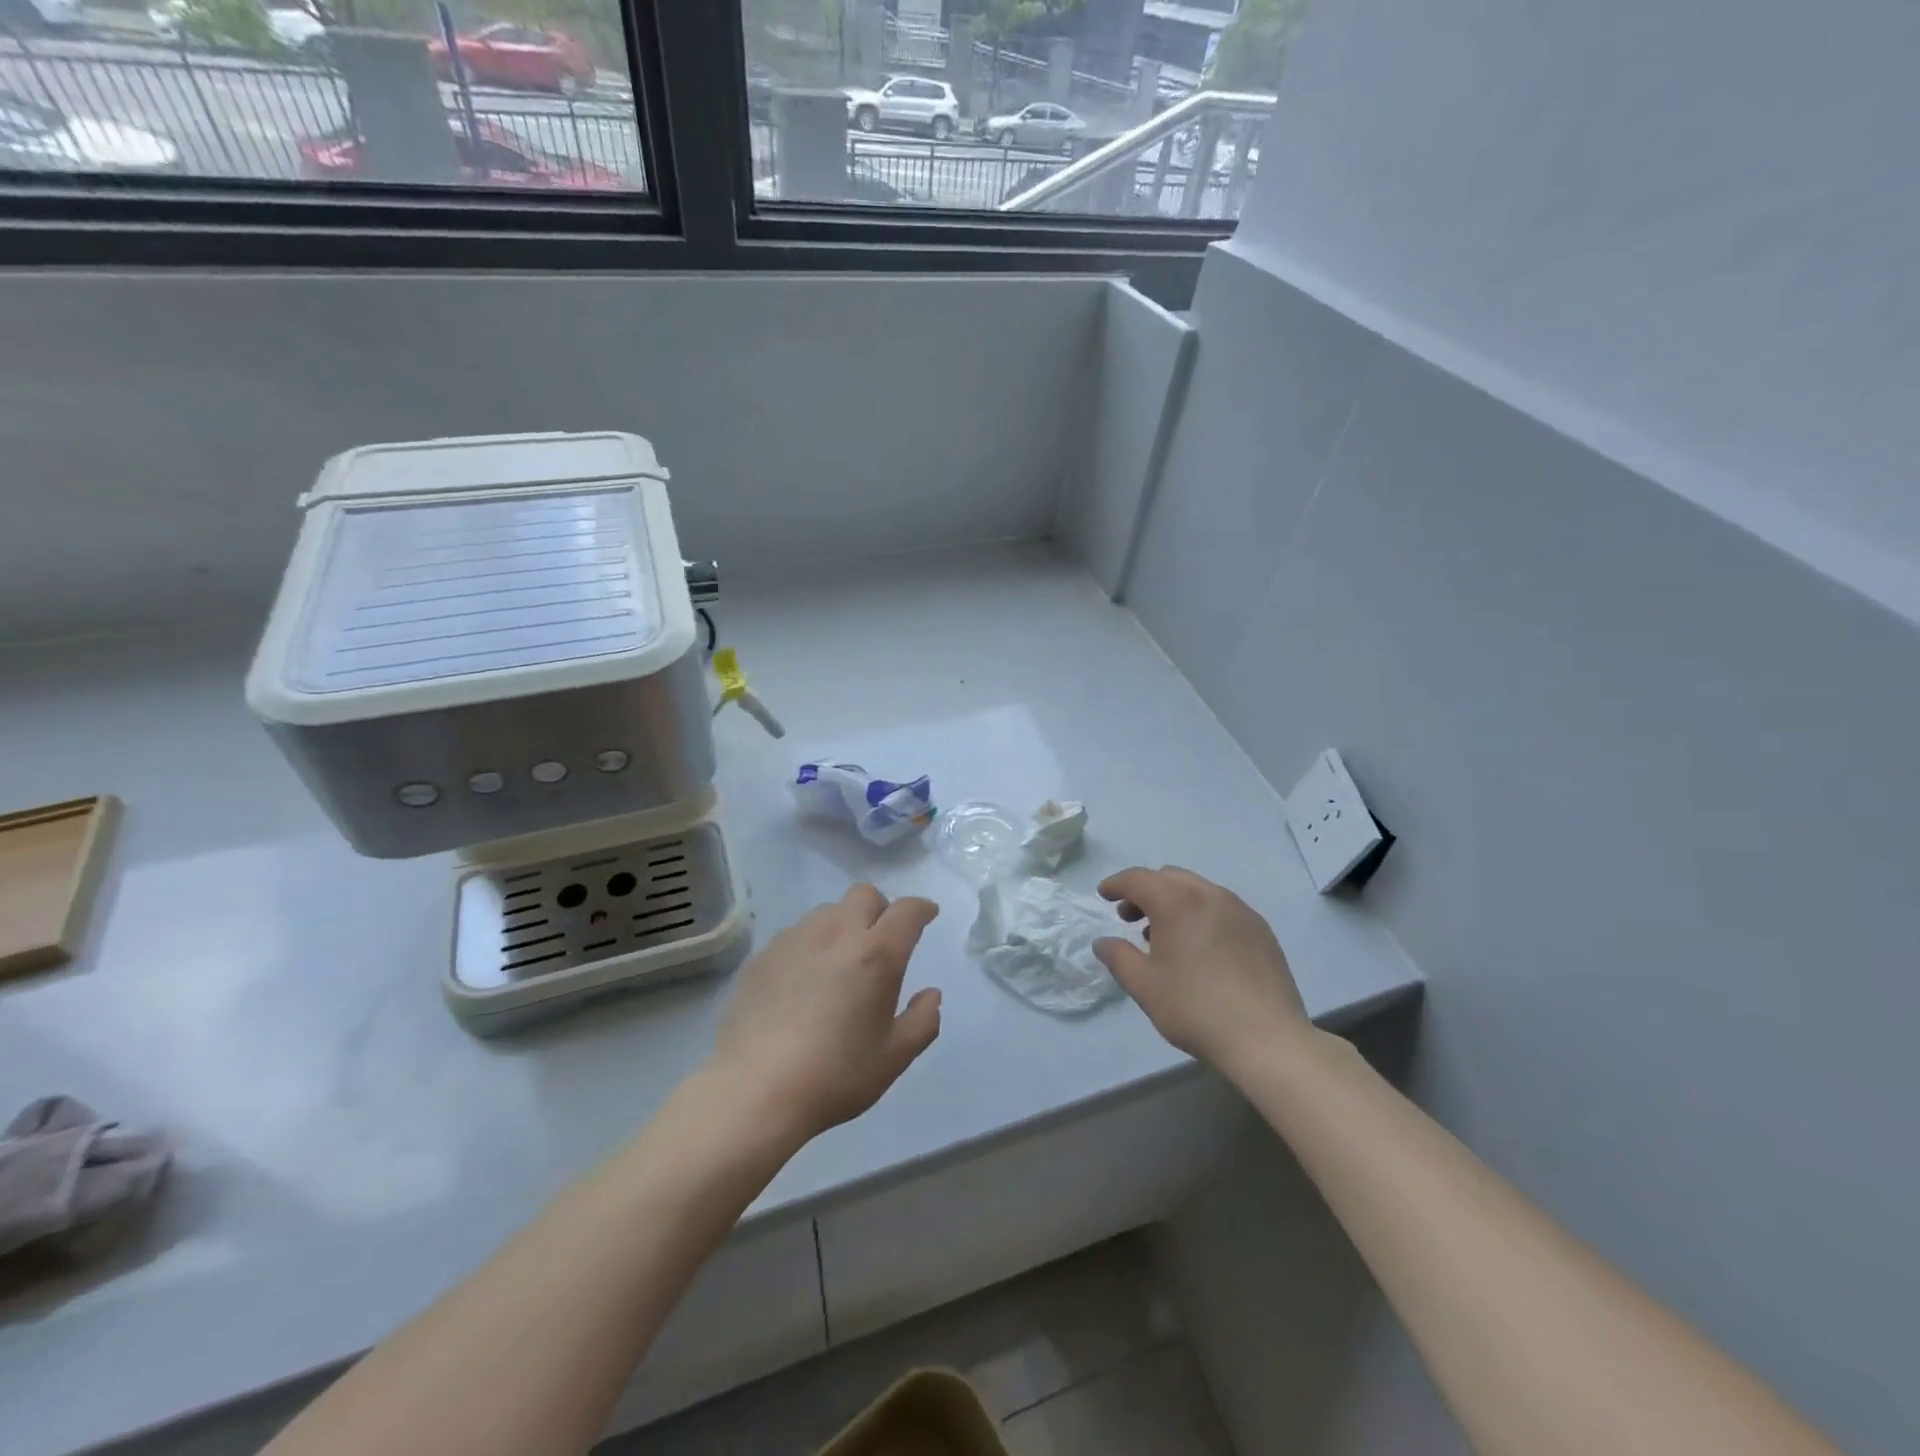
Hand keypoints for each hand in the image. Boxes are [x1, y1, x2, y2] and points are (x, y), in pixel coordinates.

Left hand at [712, 884, 942, 1141]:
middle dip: (880, 909)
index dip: (921, 908)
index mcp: (876, 955)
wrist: (755, 1091)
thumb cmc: (835, 1076)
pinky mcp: (763, 955)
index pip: (906, 911)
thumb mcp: (894, 1057)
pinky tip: (803, 980)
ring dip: (843, 924)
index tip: (927, 915)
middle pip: (864, 895)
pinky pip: (796, 933)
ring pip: (827, 911)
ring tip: (840, 961)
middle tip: (882, 940)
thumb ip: (922, 1020)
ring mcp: (795, 940)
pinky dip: (810, 944)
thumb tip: (931, 995)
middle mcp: (836, 934)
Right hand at [1093, 866, 1309, 1073]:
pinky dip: (1200, 914)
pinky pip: (1221, 908)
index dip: (1116, 884)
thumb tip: (1103, 942)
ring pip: (1197, 890)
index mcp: (1177, 902)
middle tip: (1130, 918)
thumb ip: (1118, 957)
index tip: (1104, 894)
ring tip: (1165, 936)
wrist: (1267, 1039)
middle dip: (1145, 891)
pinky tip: (1200, 948)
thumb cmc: (1195, 1008)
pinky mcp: (1261, 929)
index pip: (1138, 879)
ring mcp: (1240, 910)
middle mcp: (1210, 894)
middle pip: (1169, 878)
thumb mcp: (1144, 985)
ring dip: (1174, 902)